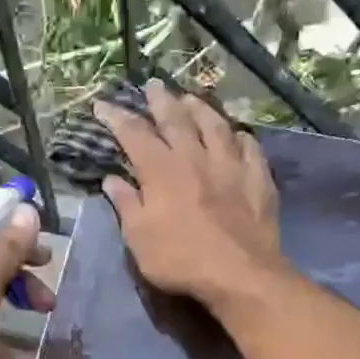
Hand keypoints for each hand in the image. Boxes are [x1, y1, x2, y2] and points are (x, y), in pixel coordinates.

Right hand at [95, 80, 285, 311]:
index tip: (102, 104)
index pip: (133, 134)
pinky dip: (238, 135)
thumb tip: (110, 179)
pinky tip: (236, 133)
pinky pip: (248, 146)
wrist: (239, 273)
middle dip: (160, 100)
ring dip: (200, 108)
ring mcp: (229, 164)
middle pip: (176, 118)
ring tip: (190, 98)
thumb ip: (125, 204)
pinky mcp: (257, 177)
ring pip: (214, 124)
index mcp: (161, 170)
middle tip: (152, 85)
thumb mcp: (139, 238)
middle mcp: (194, 156)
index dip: (116, 117)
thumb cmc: (180, 260)